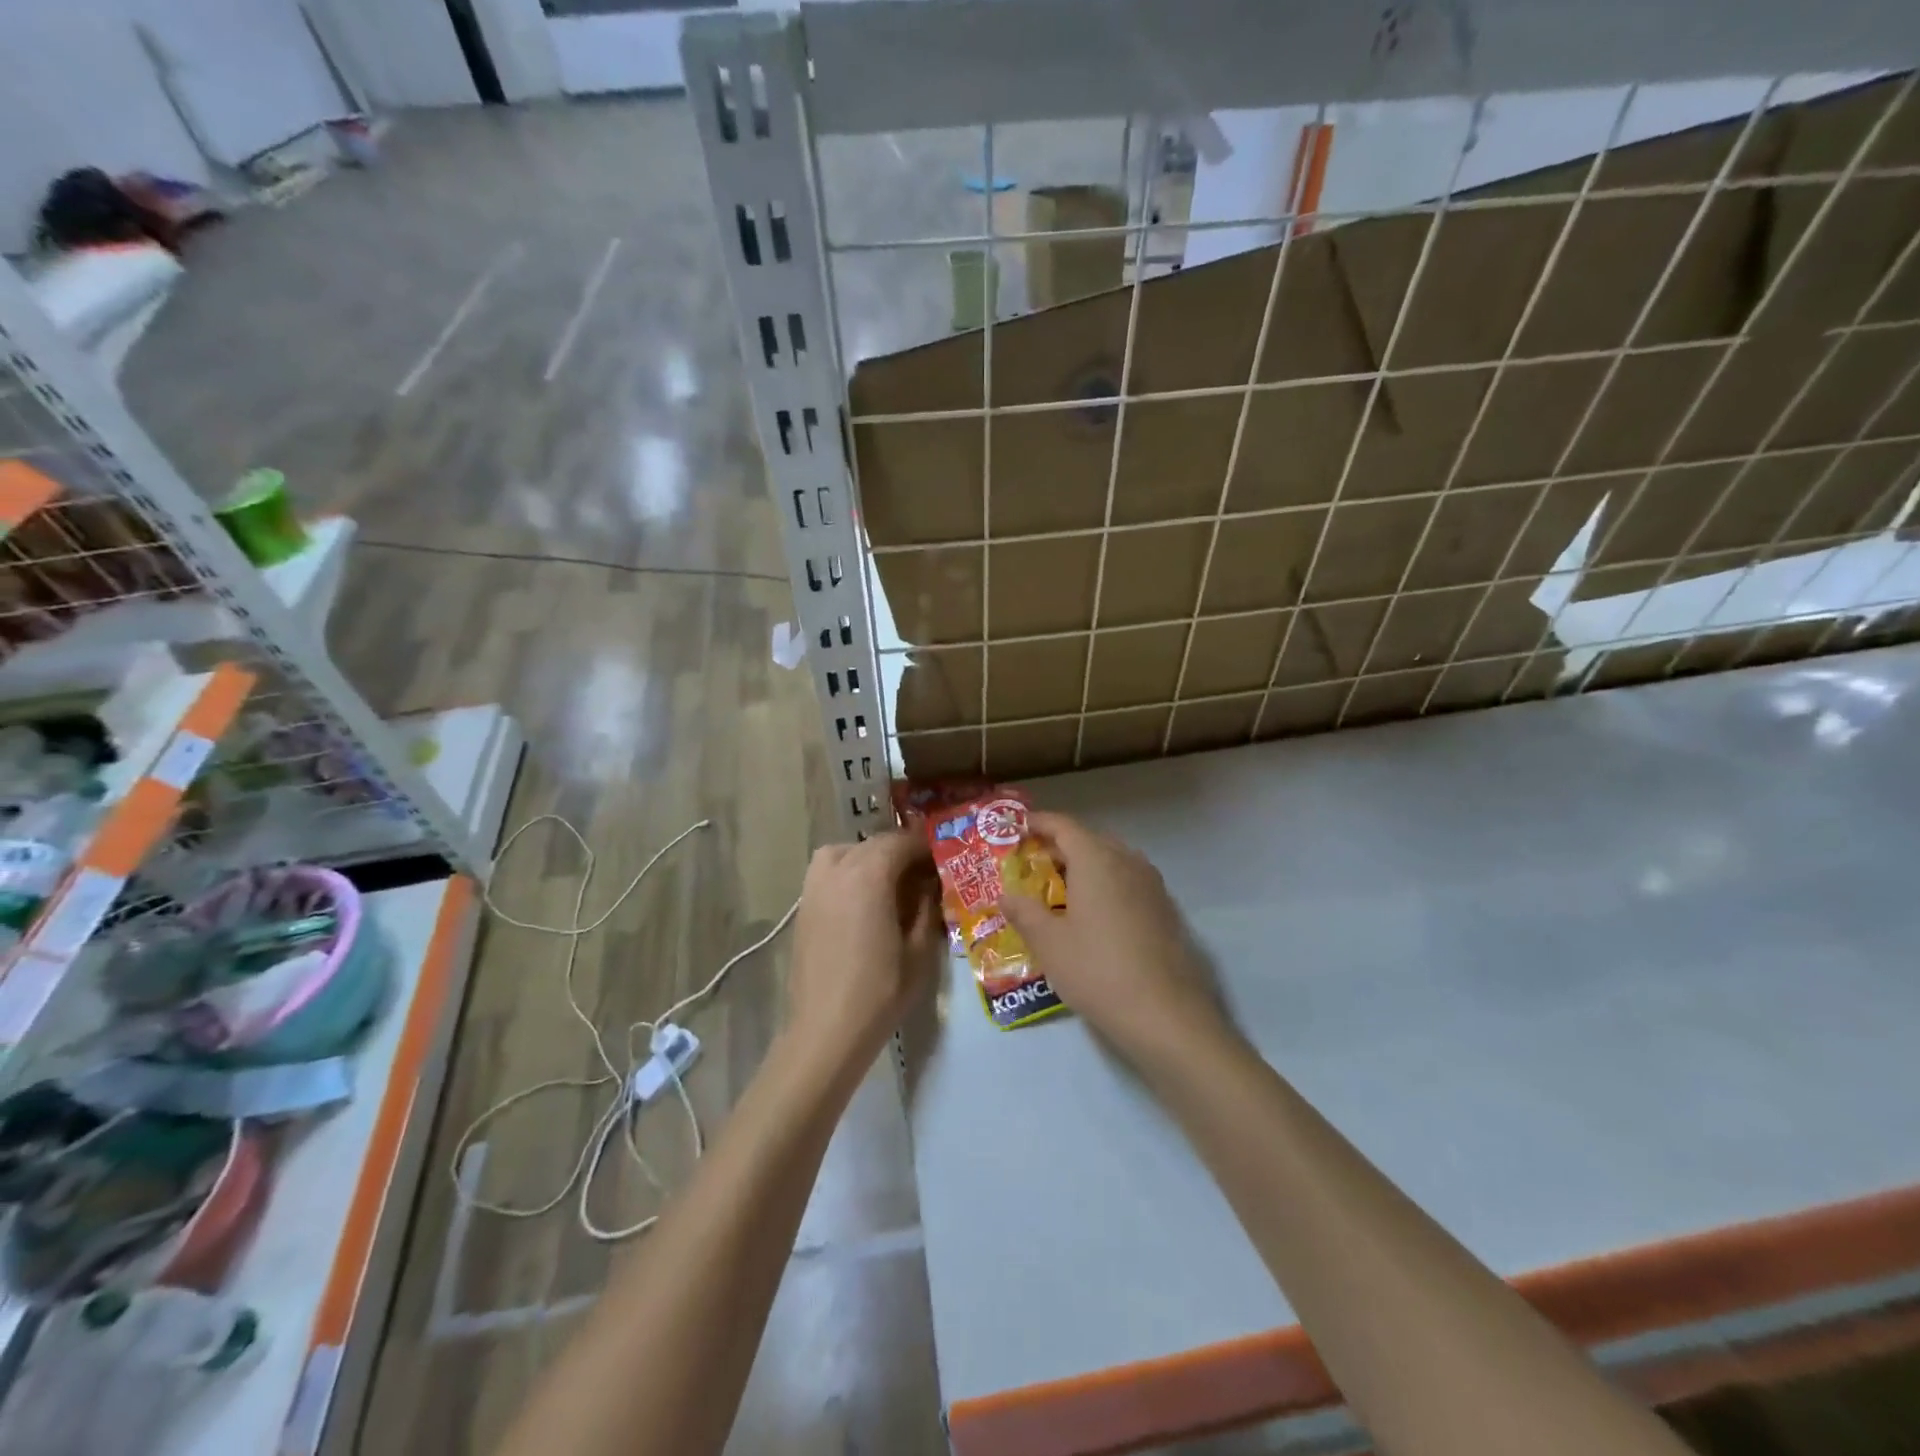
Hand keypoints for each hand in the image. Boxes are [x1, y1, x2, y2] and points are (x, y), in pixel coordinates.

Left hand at [785, 831, 941, 1064]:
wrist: (825, 1030)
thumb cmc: (880, 991)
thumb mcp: (920, 950)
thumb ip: (927, 907)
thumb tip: (931, 885)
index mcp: (870, 875)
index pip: (902, 841)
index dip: (926, 846)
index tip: (944, 857)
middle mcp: (838, 869)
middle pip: (875, 843)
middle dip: (901, 851)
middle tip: (924, 873)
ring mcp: (815, 886)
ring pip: (845, 851)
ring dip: (870, 857)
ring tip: (890, 882)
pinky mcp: (803, 906)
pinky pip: (828, 872)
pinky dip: (848, 872)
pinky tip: (864, 901)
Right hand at [1001, 811, 1232, 1067]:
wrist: (1165, 1014)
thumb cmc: (1097, 970)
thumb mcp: (1049, 943)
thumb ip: (1024, 912)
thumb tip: (1006, 894)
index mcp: (1096, 860)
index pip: (1064, 826)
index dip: (1040, 823)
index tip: (1019, 827)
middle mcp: (1127, 861)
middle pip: (1089, 840)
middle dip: (1060, 846)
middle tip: (1033, 863)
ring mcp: (1151, 884)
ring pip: (1112, 860)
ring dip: (1085, 866)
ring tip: (1060, 889)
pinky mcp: (1165, 909)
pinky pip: (1128, 881)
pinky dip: (1106, 884)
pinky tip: (1094, 914)